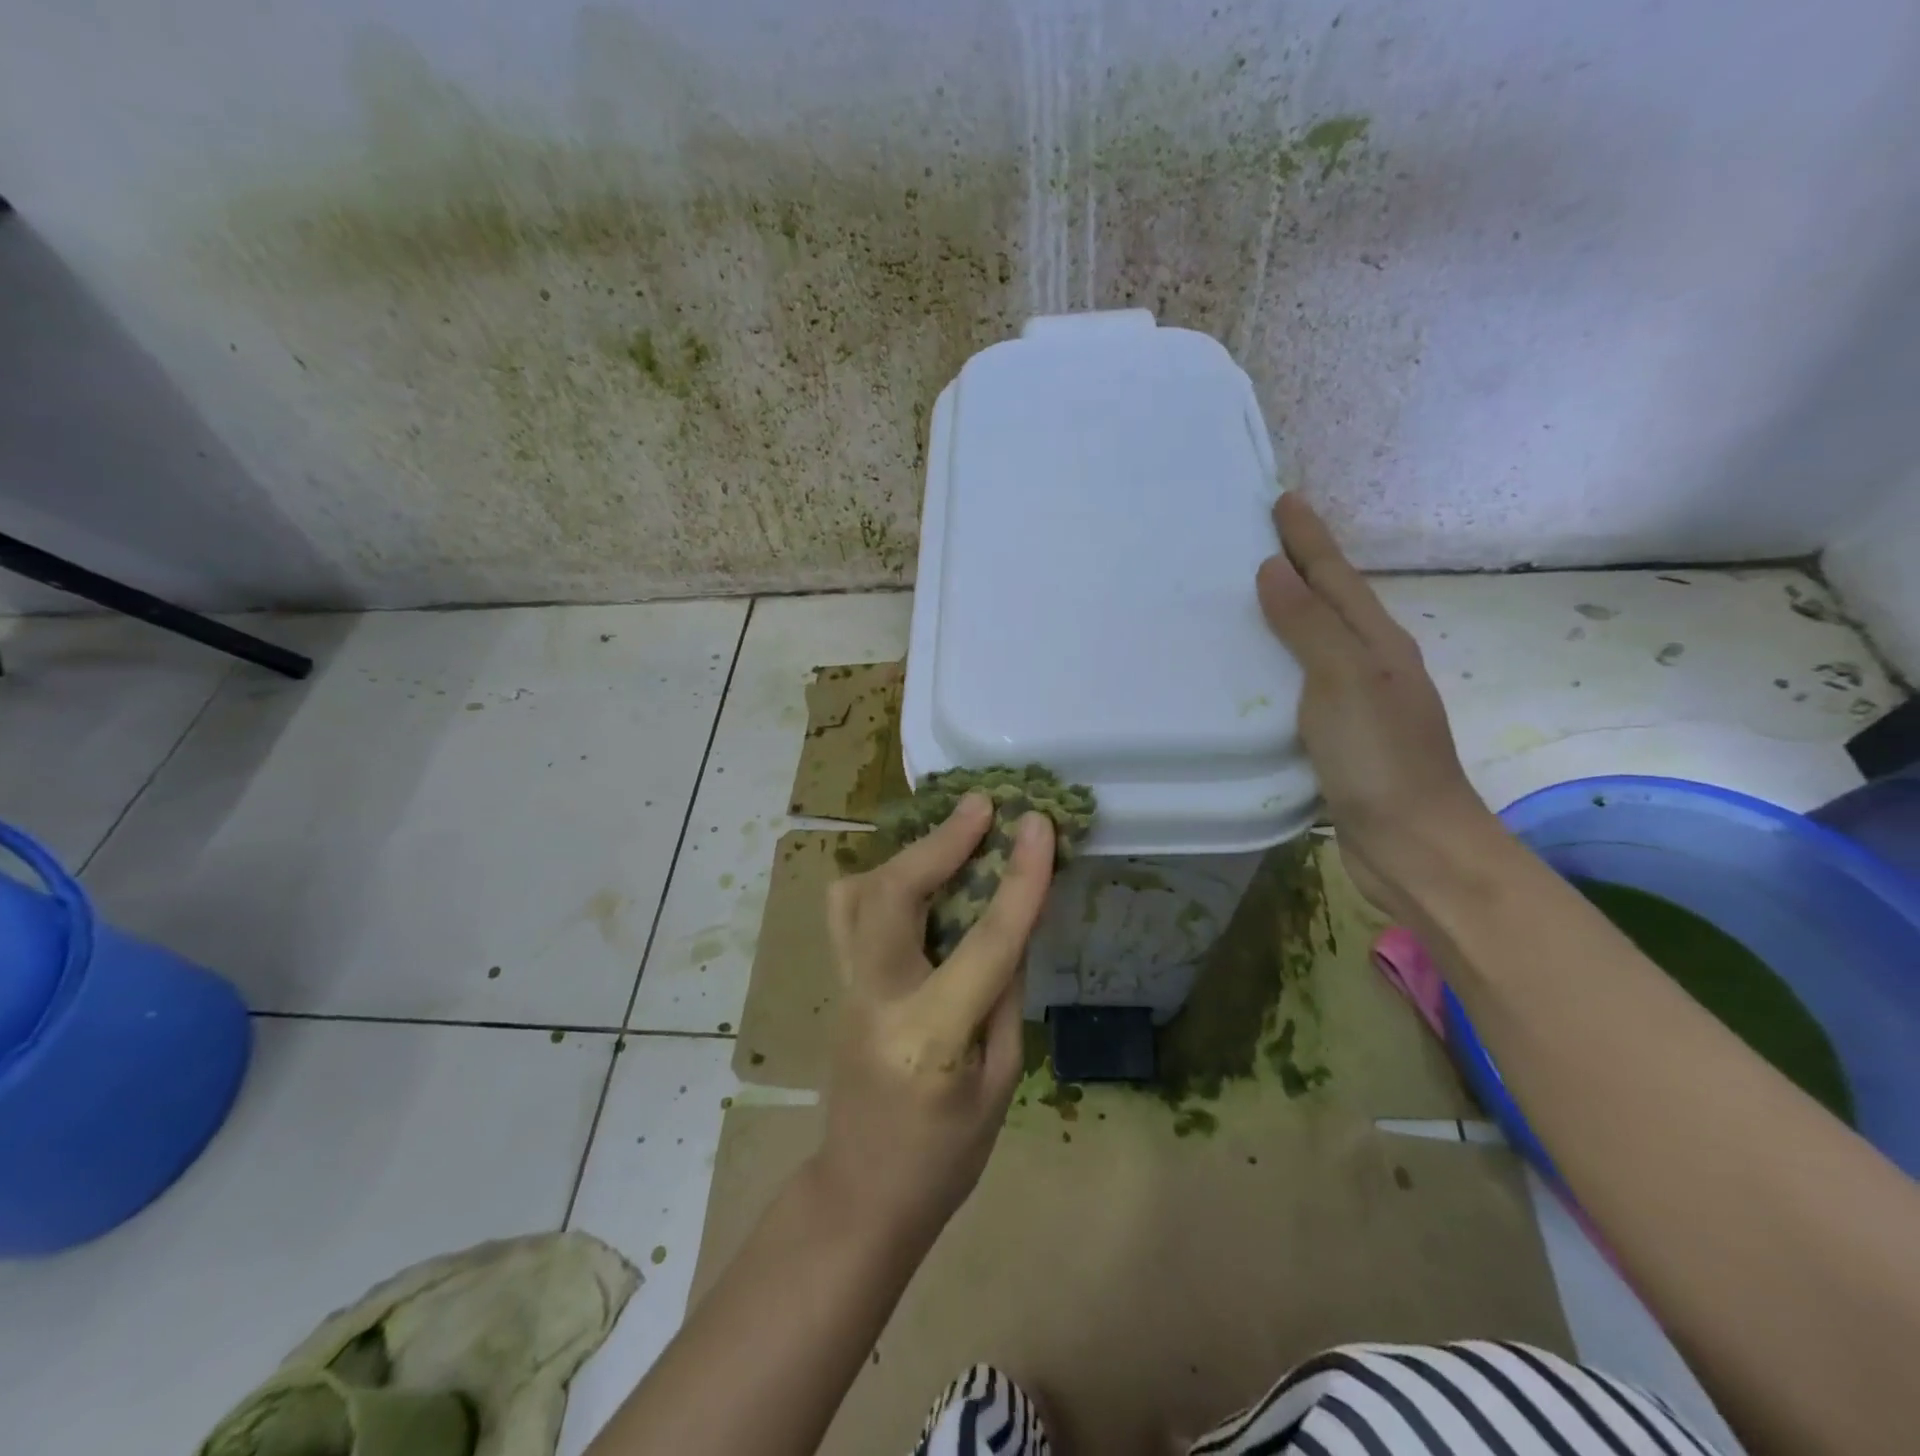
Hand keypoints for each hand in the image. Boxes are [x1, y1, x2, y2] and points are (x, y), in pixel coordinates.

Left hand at [815, 794, 1054, 1247]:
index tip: (1038, 824)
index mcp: (929, 1036)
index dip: (1018, 878)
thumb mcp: (1001, 1083)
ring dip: (908, 855)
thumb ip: (1004, 995)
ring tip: (952, 837)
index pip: (984, 942)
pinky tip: (920, 877)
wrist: (861, 1196)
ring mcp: (848, 987)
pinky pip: (851, 912)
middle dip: (940, 841)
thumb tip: (1012, 923)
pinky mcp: (840, 983)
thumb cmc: (945, 1158)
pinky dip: (885, 878)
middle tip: (982, 806)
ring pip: (857, 893)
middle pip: (893, 894)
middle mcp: (877, 999)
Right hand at [1256, 494, 1498, 917]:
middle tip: (1254, 542)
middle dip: (1297, 568)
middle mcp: (1370, 665)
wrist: (1414, 846)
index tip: (1281, 500)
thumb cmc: (1381, 759)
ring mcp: (1356, 703)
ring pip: (1313, 644)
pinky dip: (1277, 666)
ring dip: (1286, 616)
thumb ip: (1309, 626)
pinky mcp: (1336, 739)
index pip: (1335, 576)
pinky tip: (1254, 673)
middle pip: (1328, 603)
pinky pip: (1300, 685)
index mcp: (1376, 643)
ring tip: (1245, 598)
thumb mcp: (1345, 682)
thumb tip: (1273, 572)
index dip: (1308, 538)